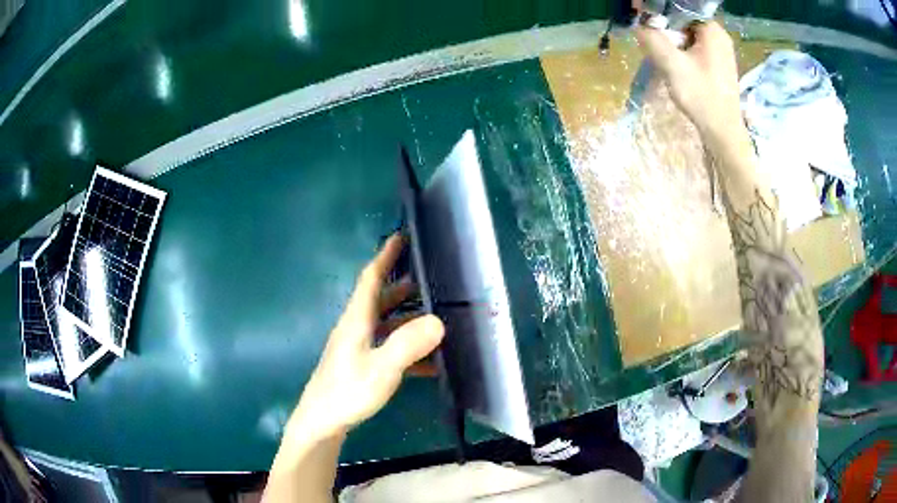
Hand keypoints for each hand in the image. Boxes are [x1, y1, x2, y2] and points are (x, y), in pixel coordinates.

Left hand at [285, 234, 444, 440]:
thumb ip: (408, 345)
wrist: (322, 422)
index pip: (371, 278)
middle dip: (403, 286)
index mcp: (357, 320)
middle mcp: (356, 328)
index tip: (401, 237)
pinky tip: (430, 363)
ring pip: (386, 324)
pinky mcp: (361, 365)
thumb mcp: (381, 369)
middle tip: (431, 280)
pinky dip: (407, 349)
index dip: (385, 256)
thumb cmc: (347, 392)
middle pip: (380, 299)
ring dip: (408, 319)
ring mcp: (357, 347)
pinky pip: (387, 348)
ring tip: (437, 318)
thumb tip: (438, 321)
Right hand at [635, 21, 741, 142]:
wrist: (723, 132)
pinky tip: (677, 65)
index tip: (645, 22)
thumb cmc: (702, 97)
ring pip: (689, 35)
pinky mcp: (719, 64)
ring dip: (673, 42)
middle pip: (684, 21)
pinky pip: (696, 47)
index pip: (680, 9)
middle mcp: (719, 36)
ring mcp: (721, 51)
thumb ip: (653, 39)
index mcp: (712, 30)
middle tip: (653, 43)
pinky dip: (683, 51)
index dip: (660, 13)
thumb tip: (640, 26)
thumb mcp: (672, 65)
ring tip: (664, 57)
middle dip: (666, 29)